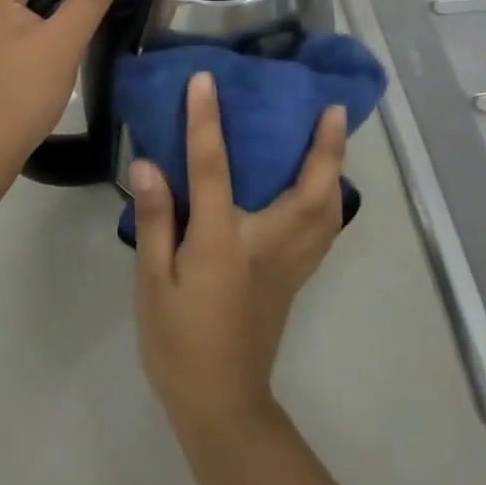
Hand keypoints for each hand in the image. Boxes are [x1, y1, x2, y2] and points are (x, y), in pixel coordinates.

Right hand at [132, 72, 349, 437]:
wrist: (220, 403)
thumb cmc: (178, 342)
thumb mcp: (152, 282)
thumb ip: (156, 221)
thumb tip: (149, 165)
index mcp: (223, 244)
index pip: (214, 170)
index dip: (208, 122)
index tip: (208, 81)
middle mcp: (267, 246)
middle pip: (310, 191)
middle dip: (325, 148)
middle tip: (332, 108)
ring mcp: (289, 265)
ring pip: (328, 212)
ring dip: (336, 170)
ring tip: (335, 138)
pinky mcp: (295, 279)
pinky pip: (324, 231)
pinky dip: (331, 201)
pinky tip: (325, 188)